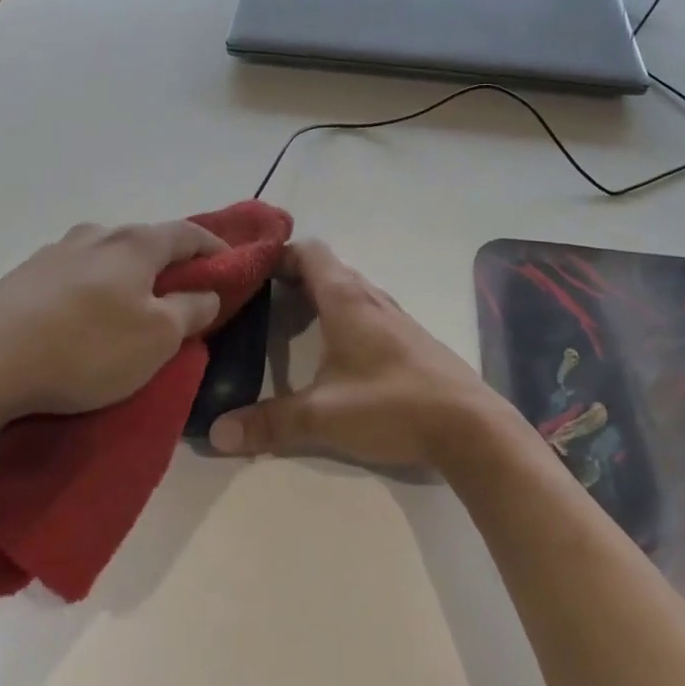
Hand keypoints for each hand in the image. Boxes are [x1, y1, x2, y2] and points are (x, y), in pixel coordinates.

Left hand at [0, 220, 225, 421]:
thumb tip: (207, 292)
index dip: (215, 247)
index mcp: (135, 242)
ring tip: (133, 309)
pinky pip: (76, 275)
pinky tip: (86, 319)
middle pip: (147, 241)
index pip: (189, 232)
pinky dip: (95, 289)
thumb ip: (192, 309)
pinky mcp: (23, 277)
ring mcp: (54, 252)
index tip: (231, 265)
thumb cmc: (85, 349)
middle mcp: (96, 234)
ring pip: (108, 257)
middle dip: (170, 264)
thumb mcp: (157, 338)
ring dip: (129, 276)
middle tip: (184, 295)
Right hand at [207, 240, 503, 468]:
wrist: (469, 425)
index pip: (309, 252)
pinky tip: (333, 350)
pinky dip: (342, 317)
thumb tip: (215, 433)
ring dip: (320, 298)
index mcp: (346, 298)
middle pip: (327, 269)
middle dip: (292, 278)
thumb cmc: (391, 404)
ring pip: (349, 291)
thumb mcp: (323, 416)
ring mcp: (395, 317)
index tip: (250, 269)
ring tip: (287, 322)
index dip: (279, 253)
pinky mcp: (410, 339)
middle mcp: (370, 297)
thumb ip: (269, 423)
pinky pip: (367, 311)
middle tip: (257, 299)